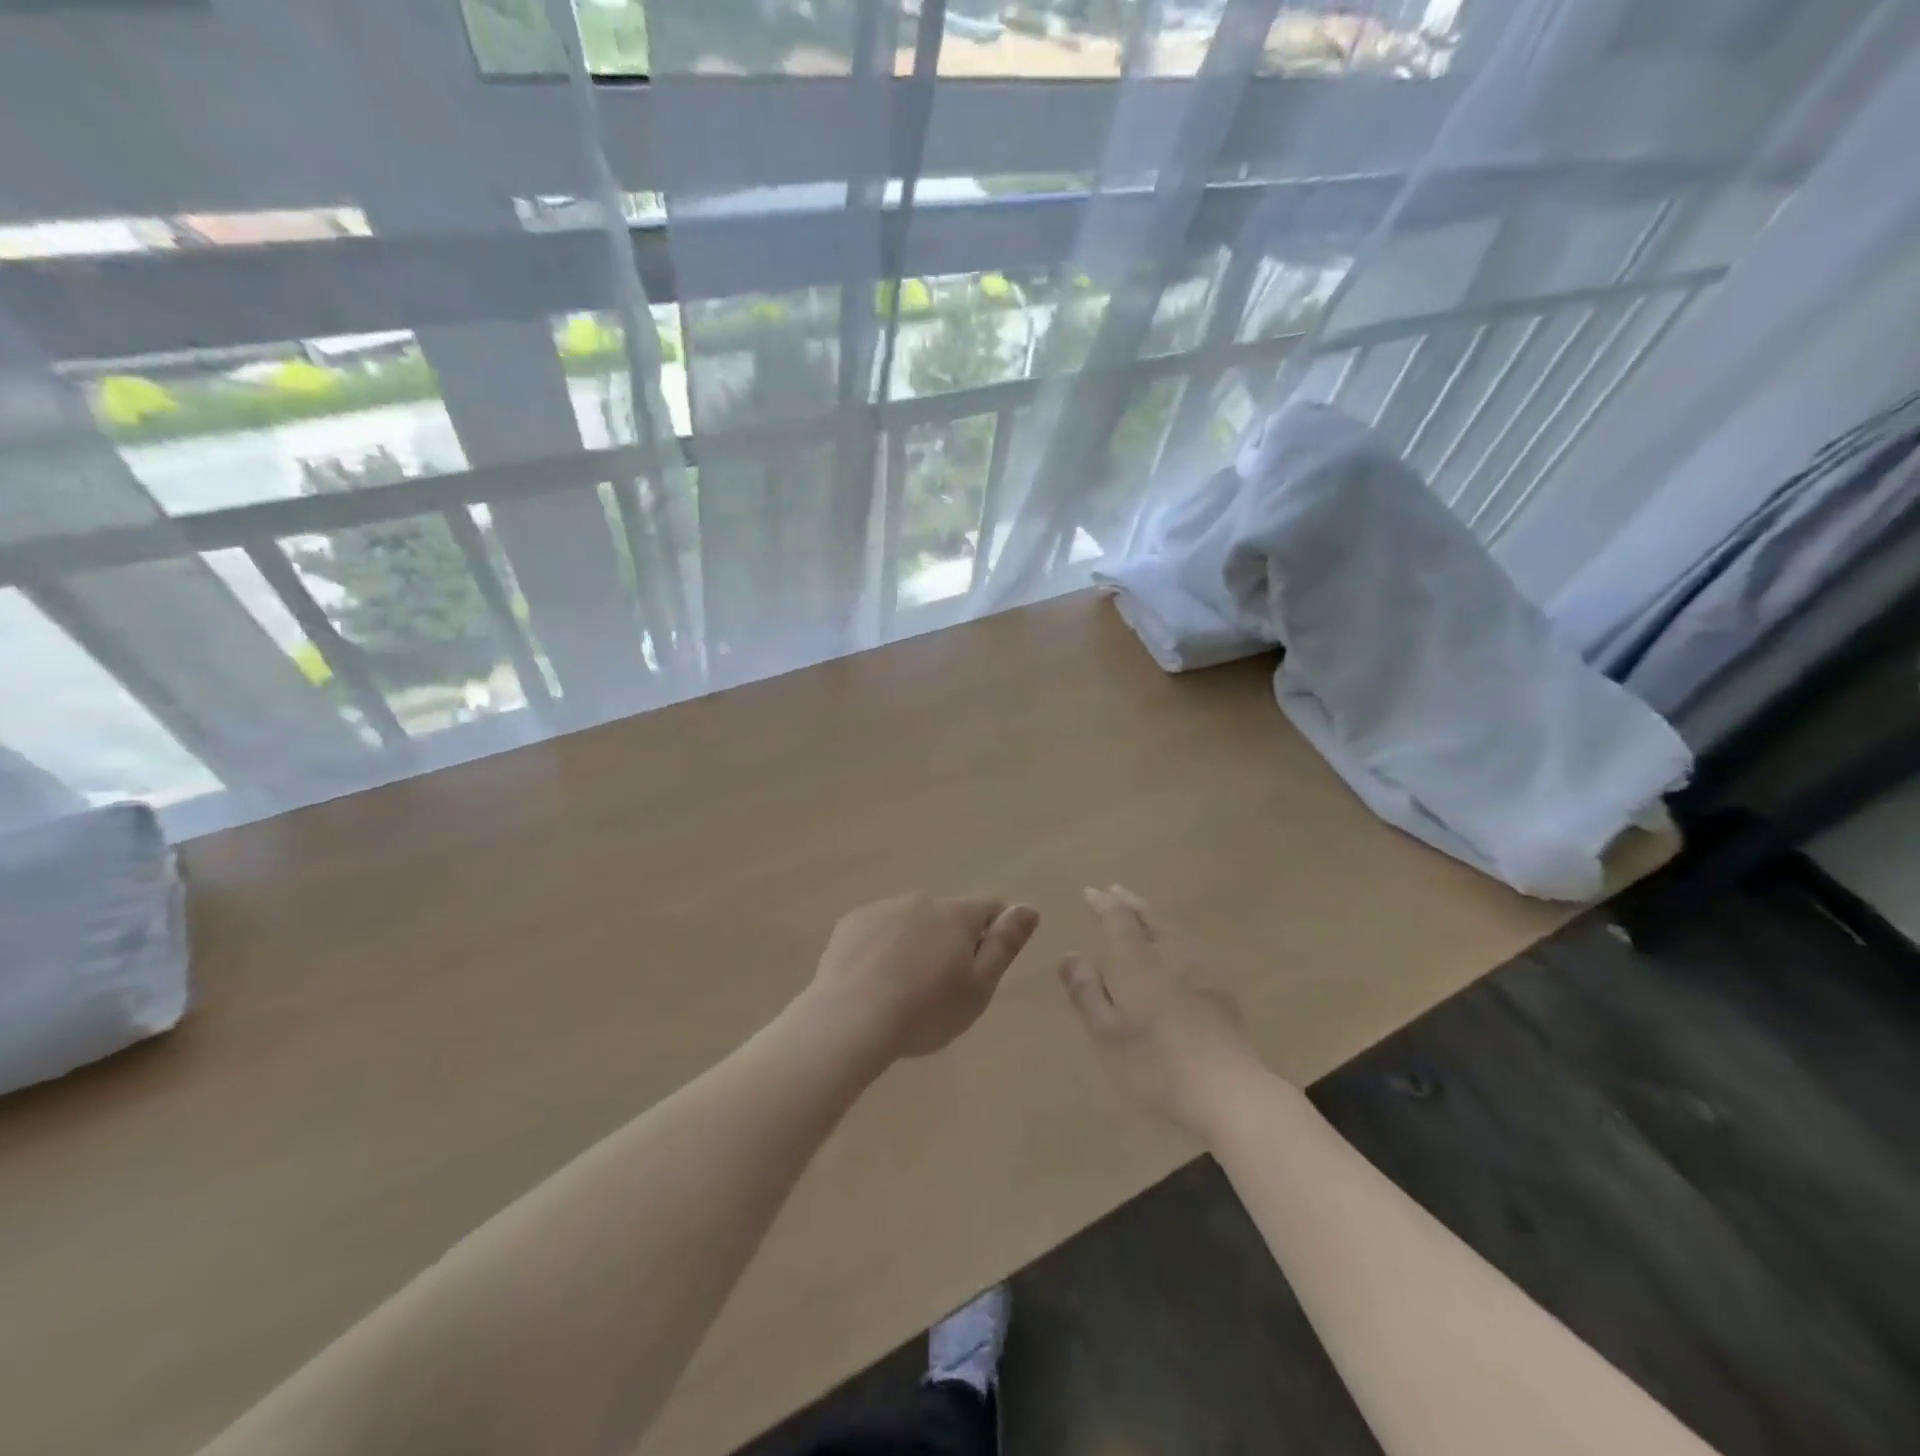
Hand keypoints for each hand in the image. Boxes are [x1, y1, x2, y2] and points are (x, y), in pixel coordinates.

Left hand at [806, 893, 1039, 1061]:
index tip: (982, 968)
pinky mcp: (851, 923)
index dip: (994, 933)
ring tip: (902, 989)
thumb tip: (1028, 908)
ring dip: (915, 944)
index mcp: (957, 914)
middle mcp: (921, 900)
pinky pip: (878, 930)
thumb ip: (1005, 944)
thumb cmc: (926, 1011)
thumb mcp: (979, 986)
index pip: (990, 907)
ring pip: (911, 922)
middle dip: (950, 941)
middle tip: (940, 988)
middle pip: (948, 916)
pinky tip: (872, 982)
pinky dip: (882, 948)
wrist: (849, 1020)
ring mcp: (883, 908)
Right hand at [1059, 885, 1267, 1136]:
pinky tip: (1179, 948)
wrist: (1227, 1089)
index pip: (1118, 919)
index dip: (1103, 903)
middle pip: (1149, 918)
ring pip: (1173, 929)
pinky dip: (1176, 935)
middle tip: (1115, 890)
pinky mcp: (1221, 987)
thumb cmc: (1155, 1063)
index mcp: (1137, 961)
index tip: (1090, 892)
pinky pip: (1192, 945)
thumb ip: (1086, 991)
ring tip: (1144, 913)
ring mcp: (1201, 968)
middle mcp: (1169, 953)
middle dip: (1129, 903)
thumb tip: (1071, 955)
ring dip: (1154, 917)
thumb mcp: (1106, 1033)